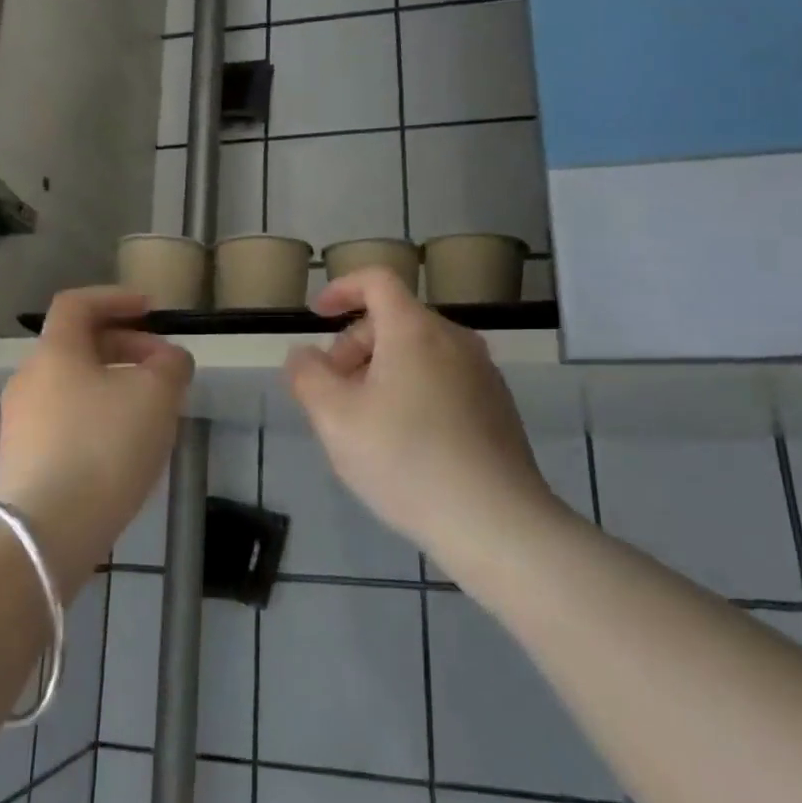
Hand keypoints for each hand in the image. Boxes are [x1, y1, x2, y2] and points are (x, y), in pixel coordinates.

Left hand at [0, 287, 192, 591]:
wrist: (47, 529)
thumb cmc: (103, 446)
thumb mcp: (156, 395)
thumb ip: (170, 365)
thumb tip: (169, 359)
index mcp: (55, 352)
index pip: (78, 303)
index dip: (116, 298)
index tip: (151, 310)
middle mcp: (30, 379)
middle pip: (78, 346)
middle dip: (125, 348)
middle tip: (163, 368)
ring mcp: (21, 422)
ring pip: (75, 386)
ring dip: (114, 386)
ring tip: (152, 411)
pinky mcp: (24, 459)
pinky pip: (67, 421)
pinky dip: (98, 418)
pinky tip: (125, 447)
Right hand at [284, 268, 556, 557]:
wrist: (495, 522)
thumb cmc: (405, 460)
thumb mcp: (335, 419)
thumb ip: (308, 376)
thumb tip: (304, 354)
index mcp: (415, 330)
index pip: (377, 280)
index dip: (341, 288)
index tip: (316, 314)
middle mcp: (455, 339)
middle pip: (395, 319)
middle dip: (354, 345)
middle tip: (332, 392)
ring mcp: (483, 373)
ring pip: (419, 352)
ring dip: (381, 371)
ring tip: (364, 422)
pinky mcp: (497, 406)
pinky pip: (443, 378)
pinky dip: (412, 389)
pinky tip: (405, 442)